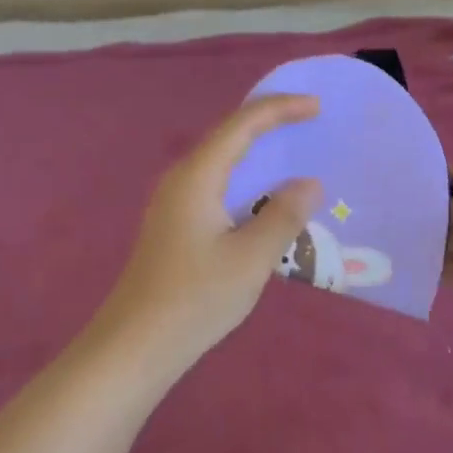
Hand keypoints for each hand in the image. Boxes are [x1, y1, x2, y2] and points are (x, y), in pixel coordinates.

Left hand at [93, 96, 321, 382]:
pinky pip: (217, 186)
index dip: (280, 108)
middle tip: (311, 123)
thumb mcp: (250, 258)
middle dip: (271, 124)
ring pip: (222, 163)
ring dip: (259, 154)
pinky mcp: (175, 225)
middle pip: (229, 136)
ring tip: (295, 155)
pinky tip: (265, 201)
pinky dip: (247, 181)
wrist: (135, 345)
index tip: (317, 106)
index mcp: (197, 176)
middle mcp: (182, 179)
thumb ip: (283, 216)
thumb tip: (309, 183)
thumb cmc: (195, 299)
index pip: (242, 124)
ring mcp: (174, 202)